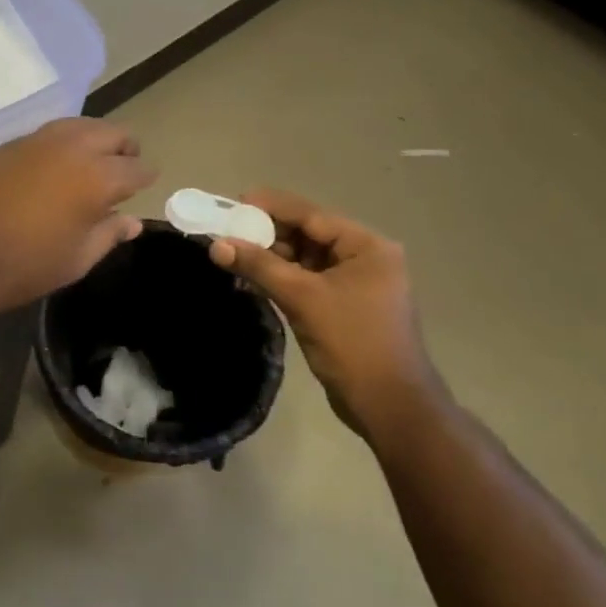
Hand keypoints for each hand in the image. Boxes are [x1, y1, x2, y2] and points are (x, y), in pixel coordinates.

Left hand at [0, 119, 156, 318]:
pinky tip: (54, 166)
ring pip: (78, 124)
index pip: (135, 167)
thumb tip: (131, 221)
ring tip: (91, 163)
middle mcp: (71, 147)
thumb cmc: (22, 266)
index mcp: (96, 177)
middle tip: (124, 168)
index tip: (146, 183)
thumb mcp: (75, 260)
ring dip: (93, 139)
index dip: (145, 176)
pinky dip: (62, 143)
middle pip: (111, 132)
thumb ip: (108, 234)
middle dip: (124, 148)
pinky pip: (47, 134)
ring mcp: (36, 140)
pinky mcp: (7, 144)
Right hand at [208, 190, 446, 440]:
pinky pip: (308, 280)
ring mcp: (356, 284)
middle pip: (308, 234)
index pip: (312, 215)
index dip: (272, 207)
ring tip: (234, 251)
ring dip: (272, 256)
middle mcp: (365, 258)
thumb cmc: (353, 343)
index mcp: (366, 247)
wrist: (389, 406)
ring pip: (306, 258)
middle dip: (268, 232)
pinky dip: (282, 276)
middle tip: (228, 229)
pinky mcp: (344, 306)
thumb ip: (260, 267)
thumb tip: (217, 244)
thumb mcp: (303, 299)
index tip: (236, 200)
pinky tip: (254, 276)